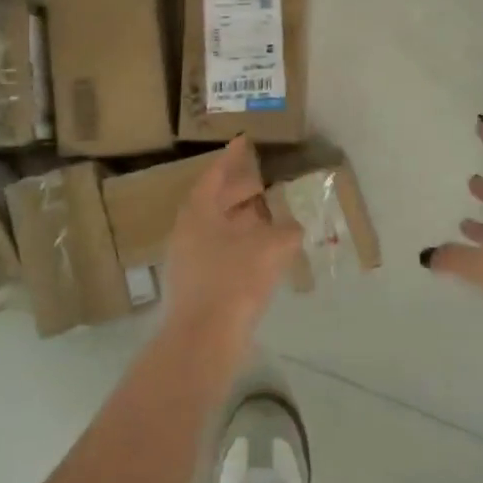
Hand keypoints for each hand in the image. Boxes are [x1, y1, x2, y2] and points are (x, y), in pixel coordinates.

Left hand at [161, 135, 300, 358]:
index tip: (245, 141)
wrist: (203, 340)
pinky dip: (241, 244)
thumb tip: (294, 226)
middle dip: (241, 190)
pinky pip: (221, 250)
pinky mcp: (196, 283)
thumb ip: (286, 231)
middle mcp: (188, 229)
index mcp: (199, 211)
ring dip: (243, 220)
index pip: (215, 174)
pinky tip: (263, 252)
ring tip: (270, 215)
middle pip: (216, 201)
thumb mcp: (269, 248)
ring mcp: (189, 258)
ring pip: (219, 228)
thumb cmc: (233, 281)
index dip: (232, 157)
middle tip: (264, 180)